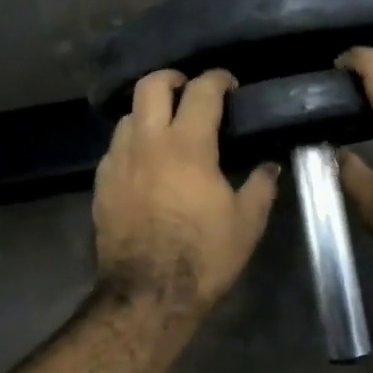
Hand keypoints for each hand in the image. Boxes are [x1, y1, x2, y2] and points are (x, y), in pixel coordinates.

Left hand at [93, 69, 280, 310]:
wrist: (148, 294)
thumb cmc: (204, 256)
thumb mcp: (247, 222)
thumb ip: (262, 186)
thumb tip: (270, 165)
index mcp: (188, 146)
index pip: (202, 91)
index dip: (218, 79)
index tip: (230, 84)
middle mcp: (148, 142)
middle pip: (151, 85)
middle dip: (173, 78)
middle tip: (191, 91)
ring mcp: (118, 161)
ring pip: (128, 115)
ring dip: (150, 111)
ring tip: (168, 128)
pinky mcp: (102, 183)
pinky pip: (116, 147)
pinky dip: (134, 142)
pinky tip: (147, 163)